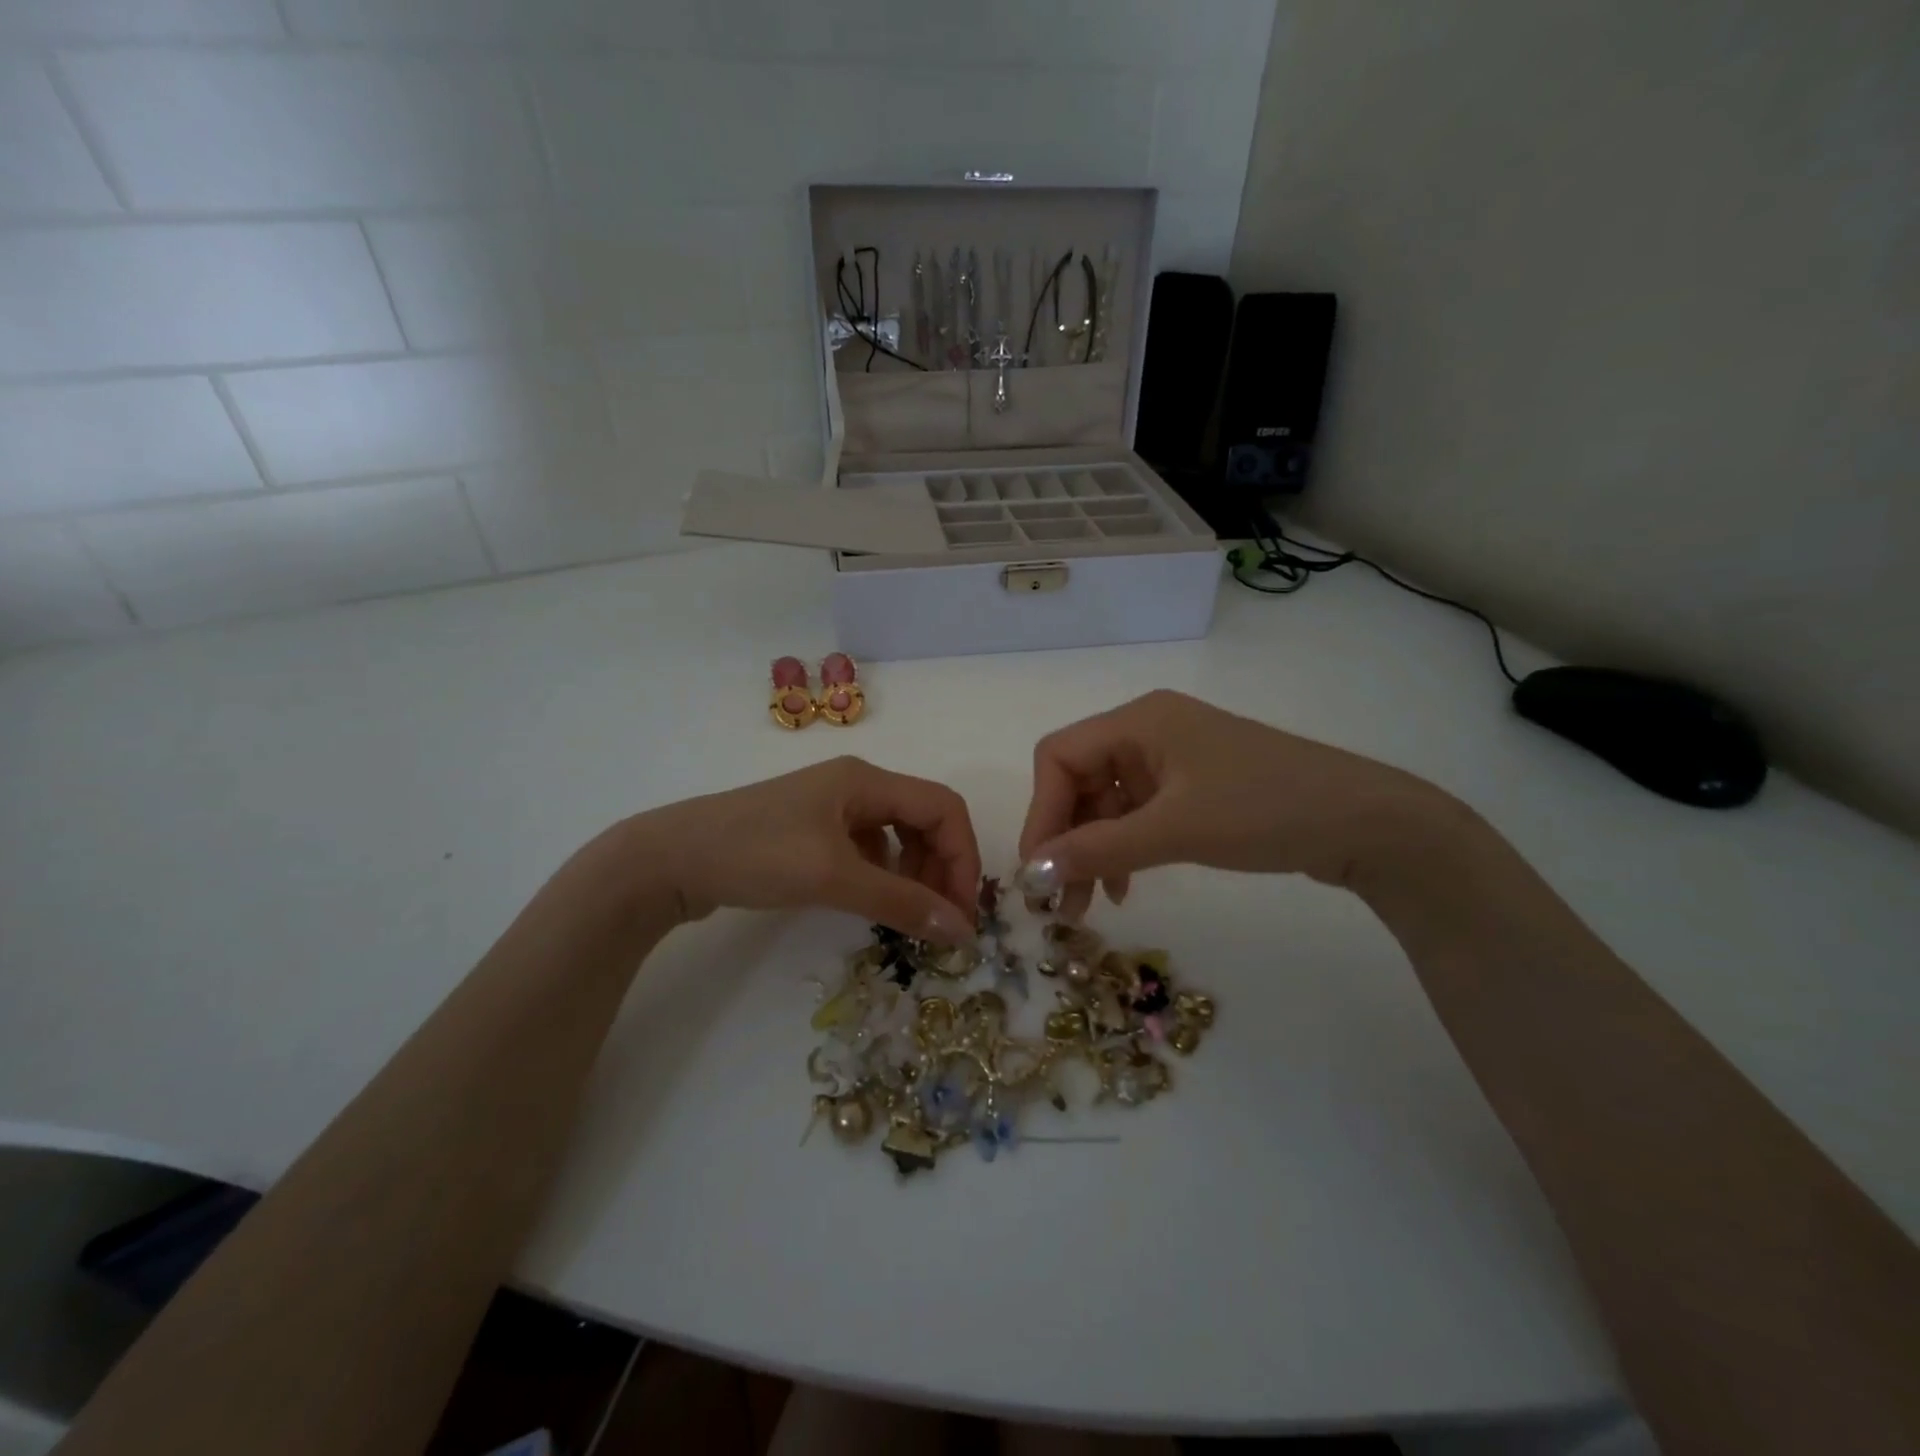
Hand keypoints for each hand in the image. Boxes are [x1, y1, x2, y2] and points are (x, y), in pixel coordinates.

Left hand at [634, 757, 980, 942]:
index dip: (963, 855)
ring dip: (915, 874)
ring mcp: (832, 809)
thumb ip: (900, 902)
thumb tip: (961, 930)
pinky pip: (868, 851)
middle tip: (941, 921)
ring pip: (897, 837)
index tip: (962, 910)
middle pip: (923, 820)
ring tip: (911, 916)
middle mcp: (856, 787)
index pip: (943, 807)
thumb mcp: (833, 876)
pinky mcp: (812, 833)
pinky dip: (884, 876)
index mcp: (866, 780)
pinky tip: (875, 903)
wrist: (669, 860)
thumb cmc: (755, 854)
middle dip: (941, 868)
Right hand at [1018, 690, 1449, 913]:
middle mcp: (1149, 732)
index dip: (1041, 812)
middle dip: (1065, 840)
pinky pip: (1138, 816)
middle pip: (1080, 781)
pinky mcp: (1194, 788)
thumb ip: (1098, 849)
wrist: (1366, 823)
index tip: (1037, 870)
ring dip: (1091, 852)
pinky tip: (1122, 888)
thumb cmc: (1264, 810)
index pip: (1058, 756)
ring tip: (1084, 907)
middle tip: (1056, 902)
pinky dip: (1124, 850)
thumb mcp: (1175, 830)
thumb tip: (1031, 872)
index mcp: (1139, 721)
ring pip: (1107, 804)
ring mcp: (1174, 760)